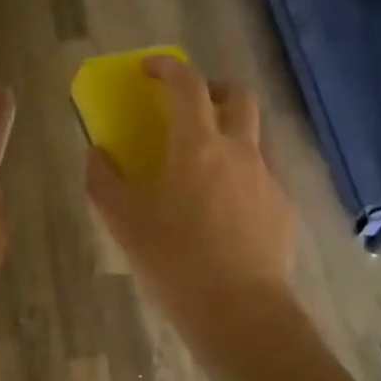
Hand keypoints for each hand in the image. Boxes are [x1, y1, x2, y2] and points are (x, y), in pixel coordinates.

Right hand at [85, 57, 296, 333]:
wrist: (239, 312)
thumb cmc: (174, 260)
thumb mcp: (123, 222)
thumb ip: (103, 180)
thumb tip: (97, 154)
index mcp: (198, 145)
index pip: (187, 84)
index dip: (168, 68)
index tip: (150, 69)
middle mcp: (240, 151)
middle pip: (238, 97)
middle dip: (214, 90)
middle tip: (190, 109)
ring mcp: (267, 179)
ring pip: (252, 138)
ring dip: (229, 136)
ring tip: (204, 171)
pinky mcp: (283, 209)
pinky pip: (261, 177)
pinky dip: (240, 178)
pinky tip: (224, 215)